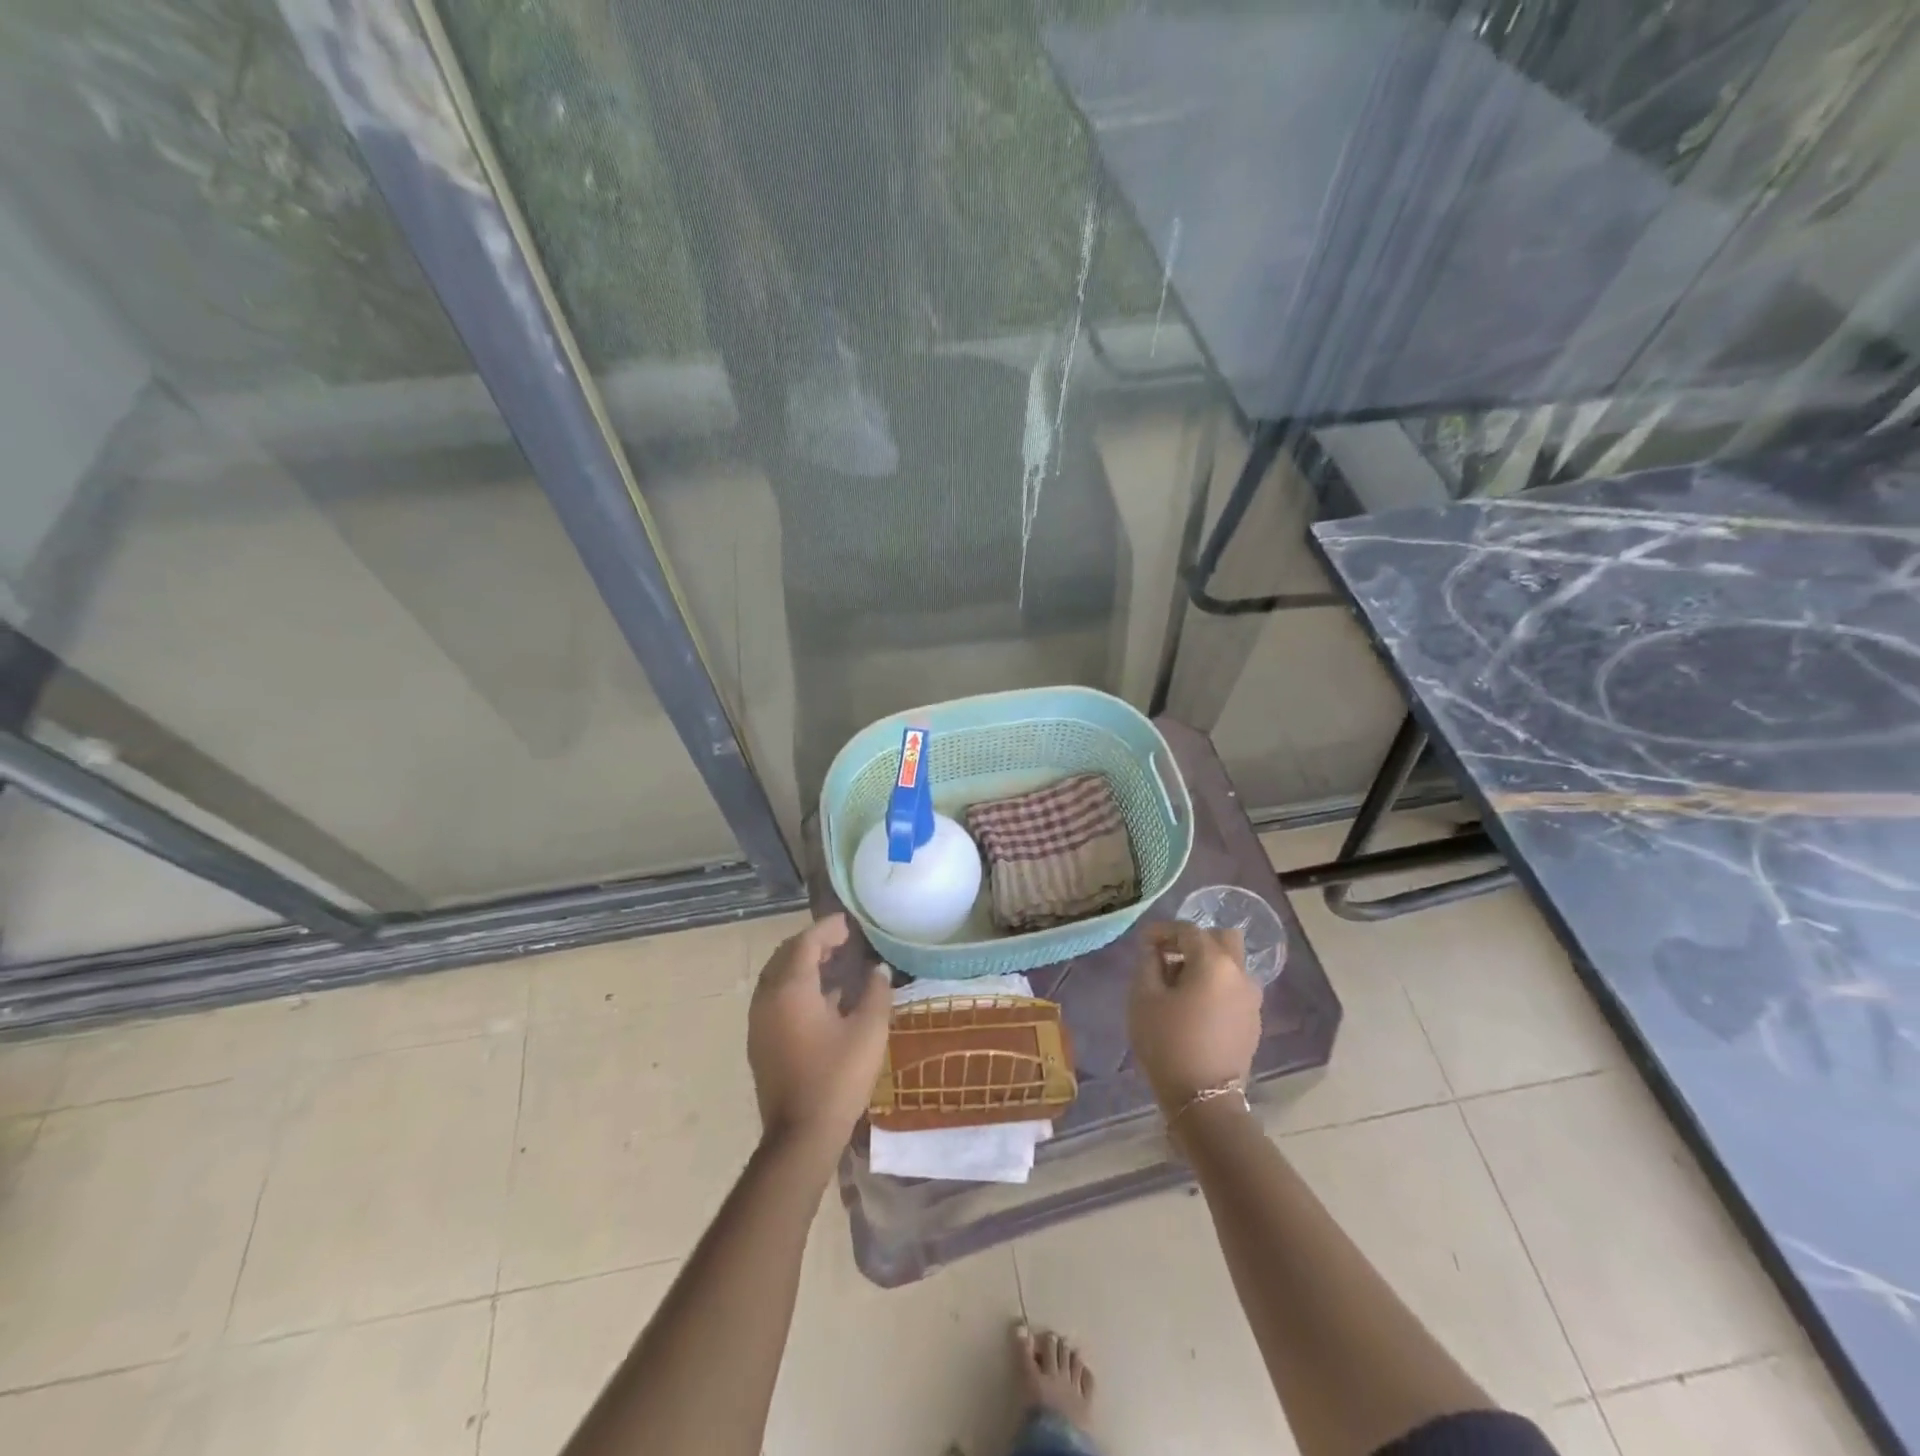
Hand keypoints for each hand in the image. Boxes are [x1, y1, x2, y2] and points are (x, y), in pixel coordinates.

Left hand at [747, 913, 891, 1157]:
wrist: (800, 1135)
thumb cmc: (837, 1078)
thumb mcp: (869, 1031)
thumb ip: (876, 992)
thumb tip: (878, 970)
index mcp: (791, 989)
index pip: (806, 942)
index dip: (828, 929)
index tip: (850, 923)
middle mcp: (768, 998)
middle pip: (786, 955)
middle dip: (813, 943)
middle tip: (843, 940)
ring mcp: (760, 1021)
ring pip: (778, 977)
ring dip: (804, 964)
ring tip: (836, 963)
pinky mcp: (761, 1041)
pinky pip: (776, 997)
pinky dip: (796, 986)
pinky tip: (825, 998)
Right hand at [1129, 920, 1261, 1112]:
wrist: (1203, 1100)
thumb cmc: (1168, 1043)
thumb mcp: (1144, 998)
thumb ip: (1148, 963)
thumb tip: (1154, 948)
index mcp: (1214, 962)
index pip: (1187, 930)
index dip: (1162, 931)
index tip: (1143, 942)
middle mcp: (1240, 974)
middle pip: (1221, 938)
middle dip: (1193, 941)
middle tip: (1168, 958)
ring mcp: (1251, 999)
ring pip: (1231, 964)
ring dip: (1207, 963)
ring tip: (1180, 985)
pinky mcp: (1253, 1021)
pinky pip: (1234, 988)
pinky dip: (1216, 985)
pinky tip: (1195, 1006)